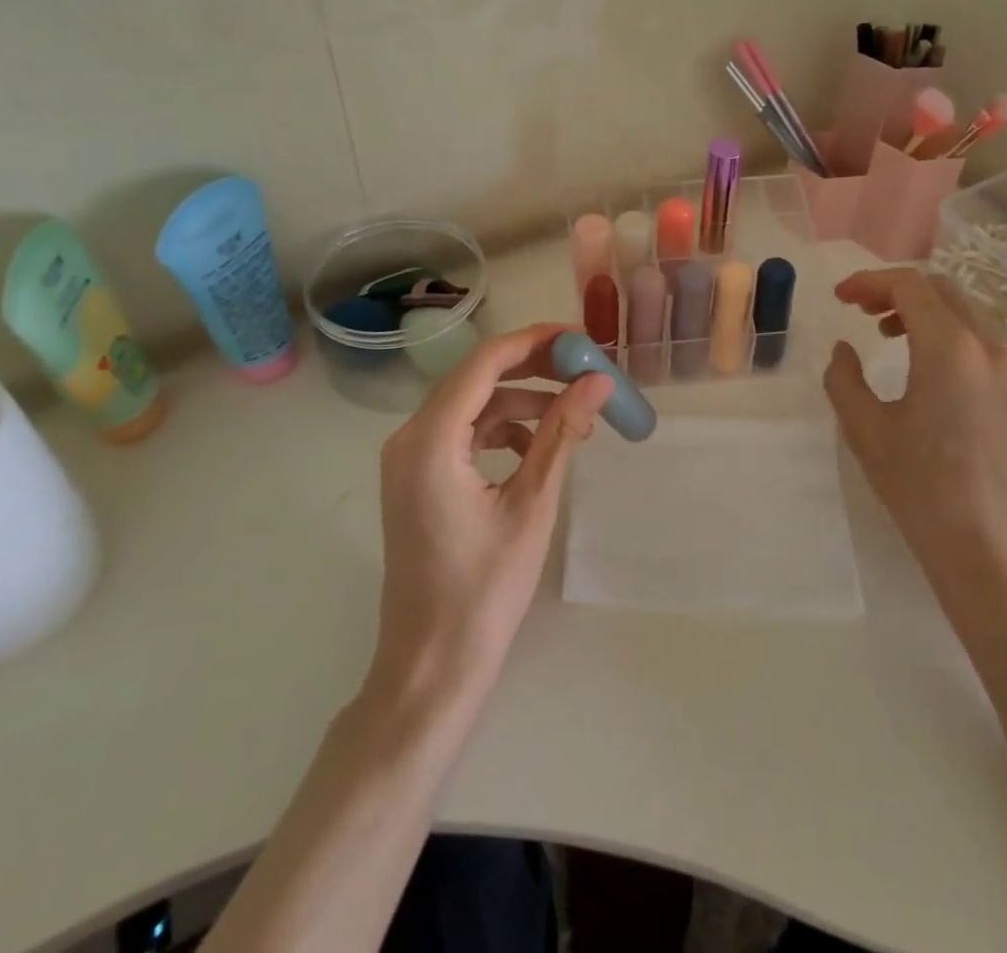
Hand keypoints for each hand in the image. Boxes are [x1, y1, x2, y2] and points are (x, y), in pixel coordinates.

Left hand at [367, 323, 614, 708]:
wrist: (431, 667)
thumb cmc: (483, 591)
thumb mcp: (531, 505)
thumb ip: (561, 434)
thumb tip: (598, 380)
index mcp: (430, 439)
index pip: (485, 363)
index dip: (535, 342)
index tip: (581, 338)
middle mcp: (409, 438)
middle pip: (475, 378)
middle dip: (532, 369)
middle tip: (585, 369)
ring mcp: (408, 459)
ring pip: (471, 405)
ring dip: (520, 402)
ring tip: (573, 415)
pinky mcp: (416, 478)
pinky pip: (462, 434)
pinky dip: (501, 430)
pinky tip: (537, 448)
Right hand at [822, 269, 1006, 621]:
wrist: (988, 551)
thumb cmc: (919, 487)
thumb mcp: (864, 429)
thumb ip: (844, 378)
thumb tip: (845, 350)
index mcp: (950, 349)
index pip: (910, 286)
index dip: (869, 282)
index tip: (840, 298)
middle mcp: (989, 350)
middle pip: (943, 291)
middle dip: (897, 290)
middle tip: (861, 310)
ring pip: (967, 315)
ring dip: (925, 312)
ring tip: (889, 334)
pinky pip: (983, 344)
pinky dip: (949, 336)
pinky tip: (926, 370)